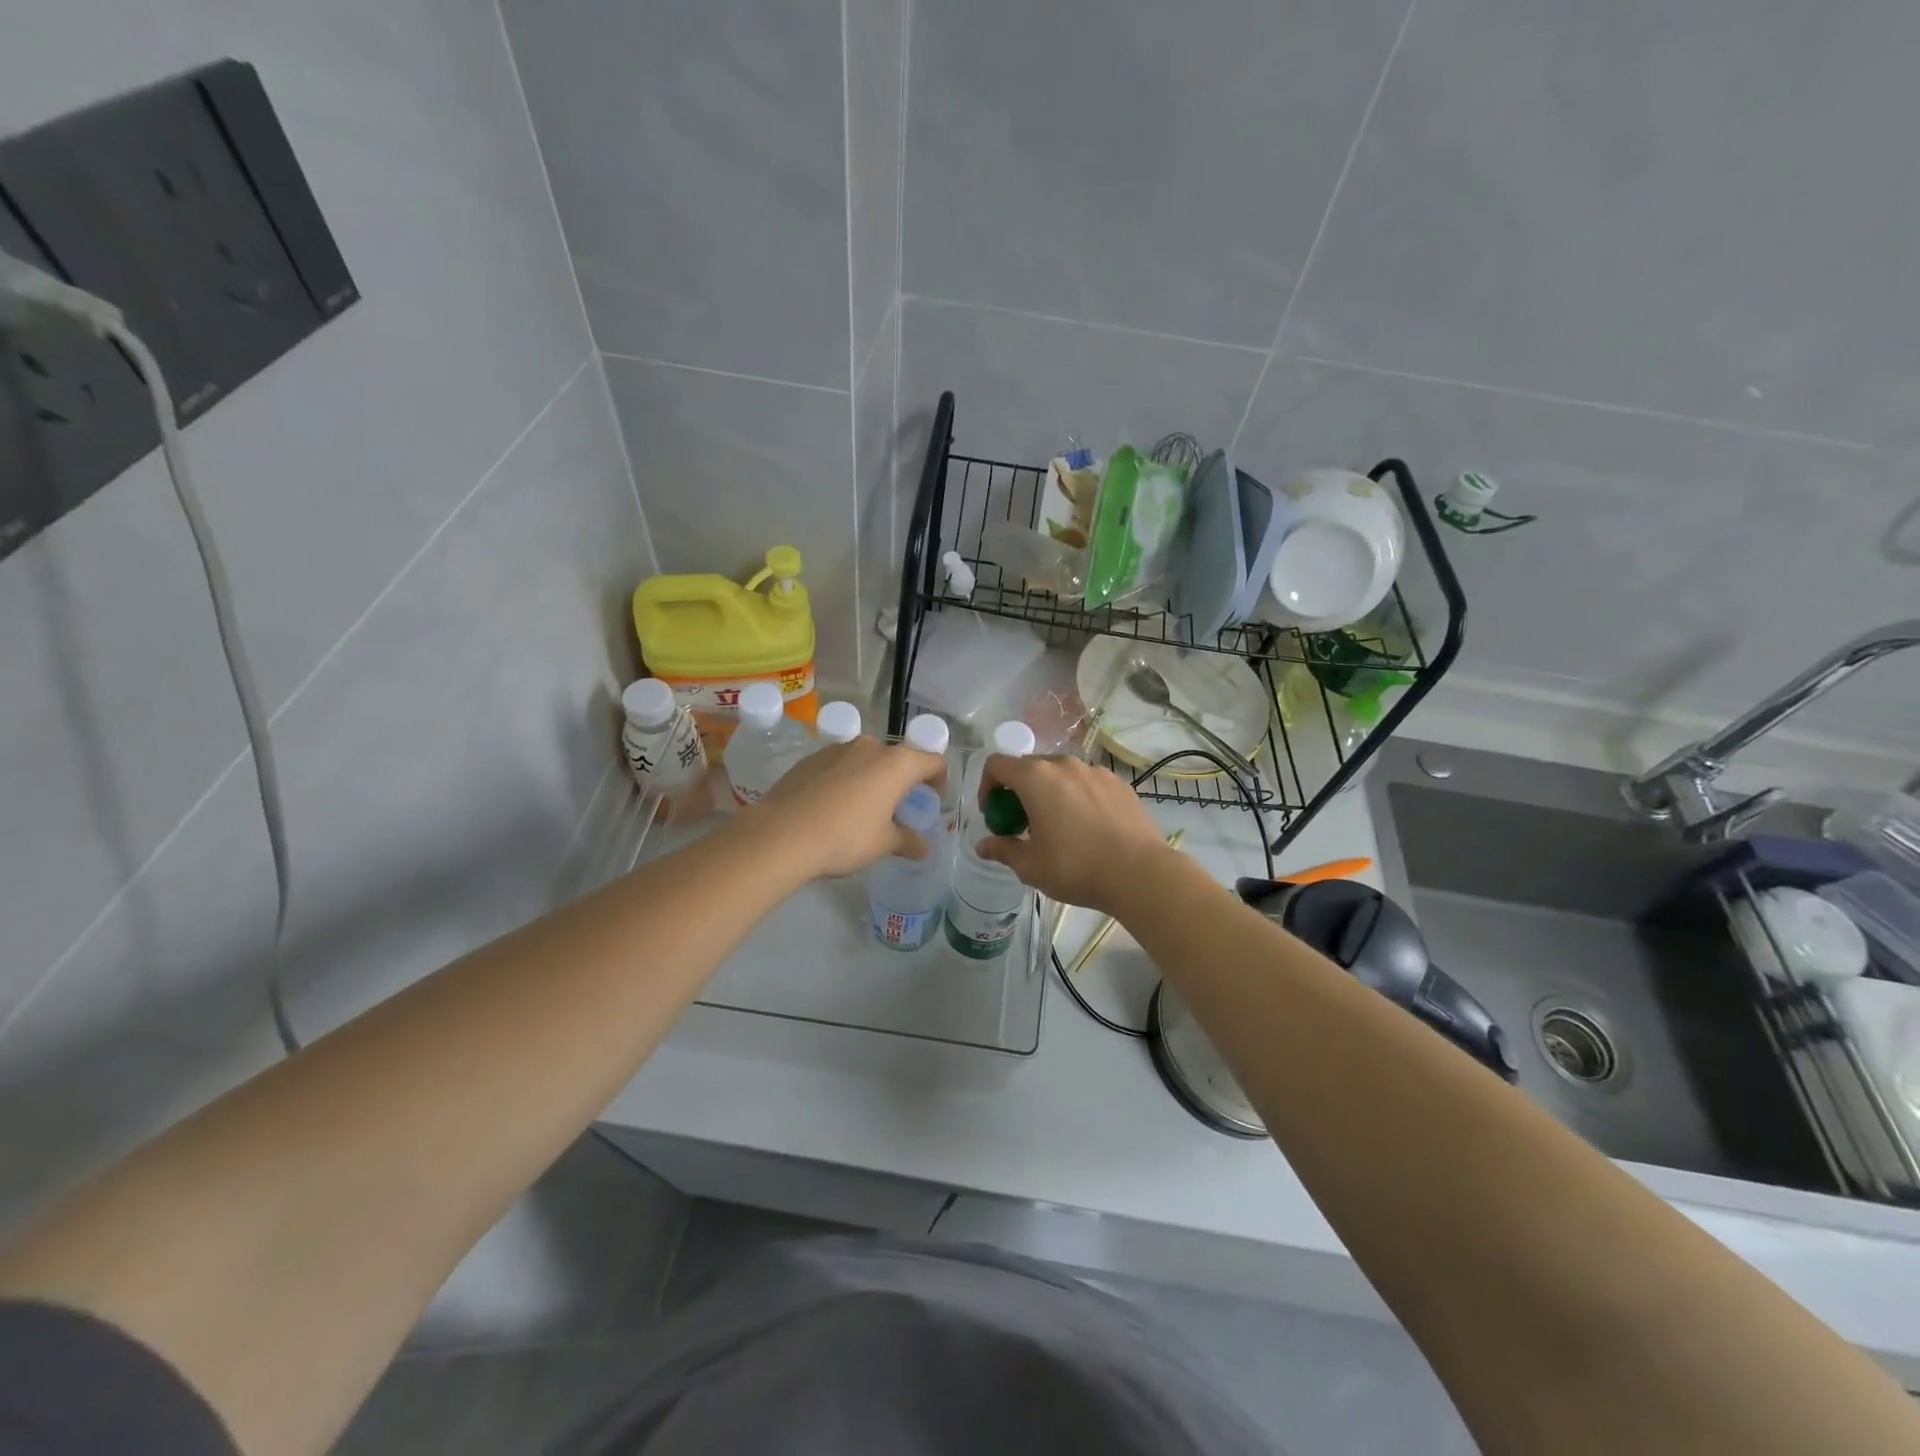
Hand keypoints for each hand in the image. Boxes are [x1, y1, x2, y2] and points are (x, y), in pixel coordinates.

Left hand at [750, 736, 946, 879]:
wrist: (781, 834)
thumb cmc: (845, 837)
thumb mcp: (883, 844)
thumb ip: (908, 841)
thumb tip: (924, 849)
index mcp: (897, 764)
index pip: (933, 761)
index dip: (939, 780)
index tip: (932, 801)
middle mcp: (870, 747)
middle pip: (898, 759)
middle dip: (903, 782)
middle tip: (898, 810)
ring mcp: (837, 749)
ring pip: (866, 760)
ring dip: (873, 779)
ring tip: (863, 809)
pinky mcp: (810, 758)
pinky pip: (839, 766)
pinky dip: (846, 780)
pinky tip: (833, 807)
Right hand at [975, 754, 1168, 913]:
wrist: (1140, 873)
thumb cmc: (1076, 867)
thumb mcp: (1030, 866)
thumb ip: (1003, 850)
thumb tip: (983, 846)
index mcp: (1036, 778)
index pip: (997, 765)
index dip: (987, 787)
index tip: (994, 815)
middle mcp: (1064, 764)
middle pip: (1029, 767)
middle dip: (1017, 792)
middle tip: (1022, 824)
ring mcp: (1095, 771)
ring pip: (1060, 774)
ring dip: (1048, 793)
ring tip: (1057, 826)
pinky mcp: (1119, 783)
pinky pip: (1086, 783)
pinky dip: (1077, 797)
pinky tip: (1087, 827)